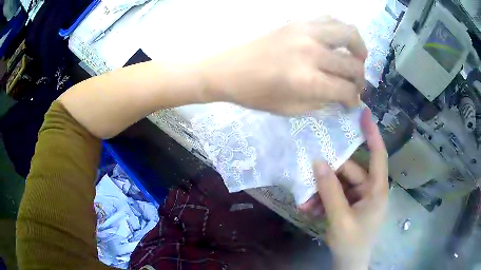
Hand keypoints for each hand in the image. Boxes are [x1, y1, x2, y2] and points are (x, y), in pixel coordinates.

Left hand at [201, 19, 366, 114]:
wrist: (228, 69)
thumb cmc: (255, 93)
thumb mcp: (290, 109)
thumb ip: (321, 103)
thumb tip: (341, 97)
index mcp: (307, 80)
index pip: (346, 89)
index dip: (354, 99)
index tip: (353, 102)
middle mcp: (311, 52)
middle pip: (352, 64)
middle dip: (360, 79)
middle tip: (355, 85)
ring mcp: (305, 31)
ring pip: (348, 32)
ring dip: (358, 48)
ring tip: (356, 57)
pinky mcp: (297, 21)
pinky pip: (329, 18)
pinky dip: (340, 30)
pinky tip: (338, 41)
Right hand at [303, 109, 387, 268]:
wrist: (349, 264)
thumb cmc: (352, 244)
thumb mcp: (340, 219)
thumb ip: (330, 191)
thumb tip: (317, 162)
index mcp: (377, 190)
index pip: (378, 155)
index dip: (372, 133)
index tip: (363, 113)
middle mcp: (370, 189)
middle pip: (349, 172)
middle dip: (327, 178)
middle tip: (306, 179)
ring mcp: (360, 198)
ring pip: (339, 185)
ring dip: (321, 192)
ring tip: (305, 204)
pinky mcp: (350, 205)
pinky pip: (336, 196)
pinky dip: (323, 201)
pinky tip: (309, 209)